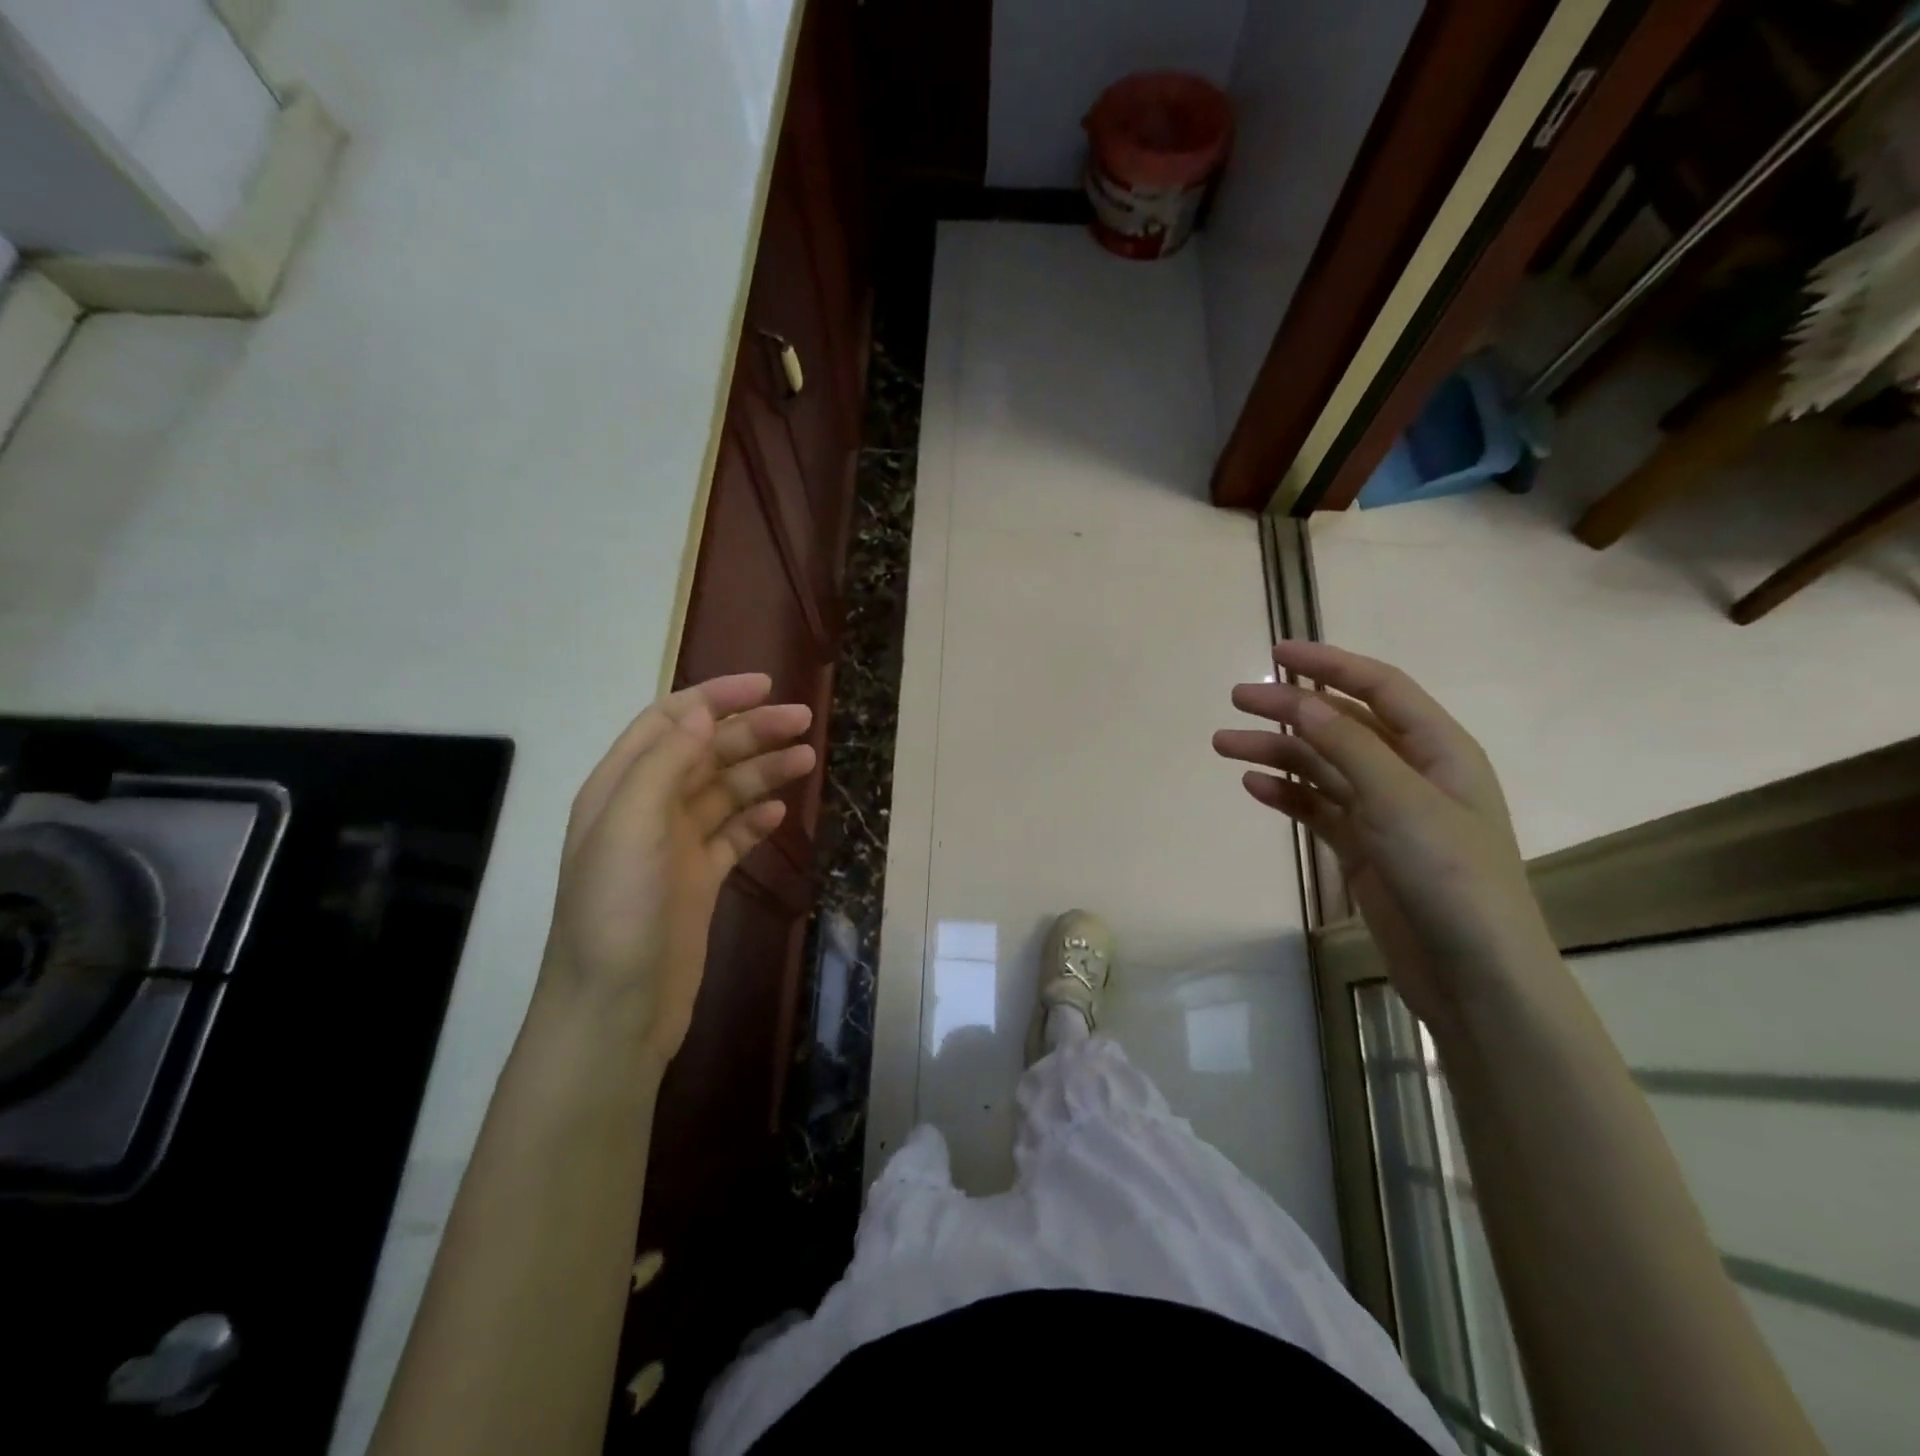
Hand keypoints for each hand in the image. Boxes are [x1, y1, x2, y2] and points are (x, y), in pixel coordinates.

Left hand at [543, 673, 815, 1064]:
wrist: (614, 1010)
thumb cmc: (616, 914)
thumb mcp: (630, 828)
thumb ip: (663, 765)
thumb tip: (703, 714)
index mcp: (621, 787)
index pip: (671, 722)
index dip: (716, 697)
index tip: (766, 685)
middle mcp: (647, 809)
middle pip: (705, 753)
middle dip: (752, 732)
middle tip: (804, 722)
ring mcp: (674, 847)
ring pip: (725, 792)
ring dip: (763, 771)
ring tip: (807, 760)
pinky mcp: (698, 881)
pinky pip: (732, 836)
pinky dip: (755, 819)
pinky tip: (781, 813)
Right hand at [1213, 642, 1552, 1028]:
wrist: (1473, 973)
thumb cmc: (1450, 875)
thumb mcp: (1399, 800)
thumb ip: (1349, 746)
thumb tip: (1299, 702)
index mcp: (1438, 749)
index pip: (1379, 687)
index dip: (1329, 664)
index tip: (1278, 653)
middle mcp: (1411, 772)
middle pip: (1341, 725)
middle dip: (1289, 709)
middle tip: (1236, 700)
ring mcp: (1385, 812)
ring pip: (1322, 767)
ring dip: (1276, 753)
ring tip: (1223, 746)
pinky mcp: (1364, 848)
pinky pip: (1318, 808)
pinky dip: (1287, 795)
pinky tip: (1253, 787)